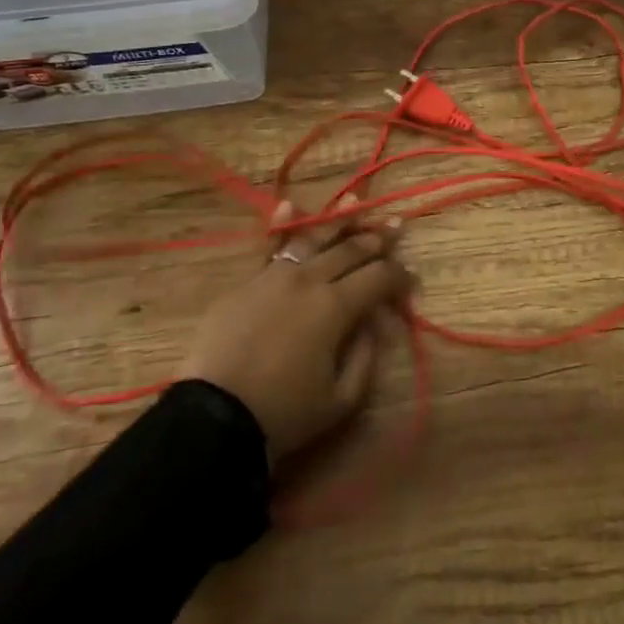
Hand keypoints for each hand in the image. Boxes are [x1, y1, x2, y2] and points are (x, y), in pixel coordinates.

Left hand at [179, 194, 412, 463]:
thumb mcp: (341, 399)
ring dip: (340, 221)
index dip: (400, 276)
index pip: (379, 277)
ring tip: (358, 204)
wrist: (212, 419)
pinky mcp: (246, 282)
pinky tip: (291, 205)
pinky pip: (268, 246)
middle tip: (397, 226)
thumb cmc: (283, 414)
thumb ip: (366, 357)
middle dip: (378, 238)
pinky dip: (282, 224)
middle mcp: (309, 279)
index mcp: (336, 307)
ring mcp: (274, 275)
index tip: (411, 280)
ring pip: (314, 238)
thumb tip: (375, 323)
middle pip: (351, 250)